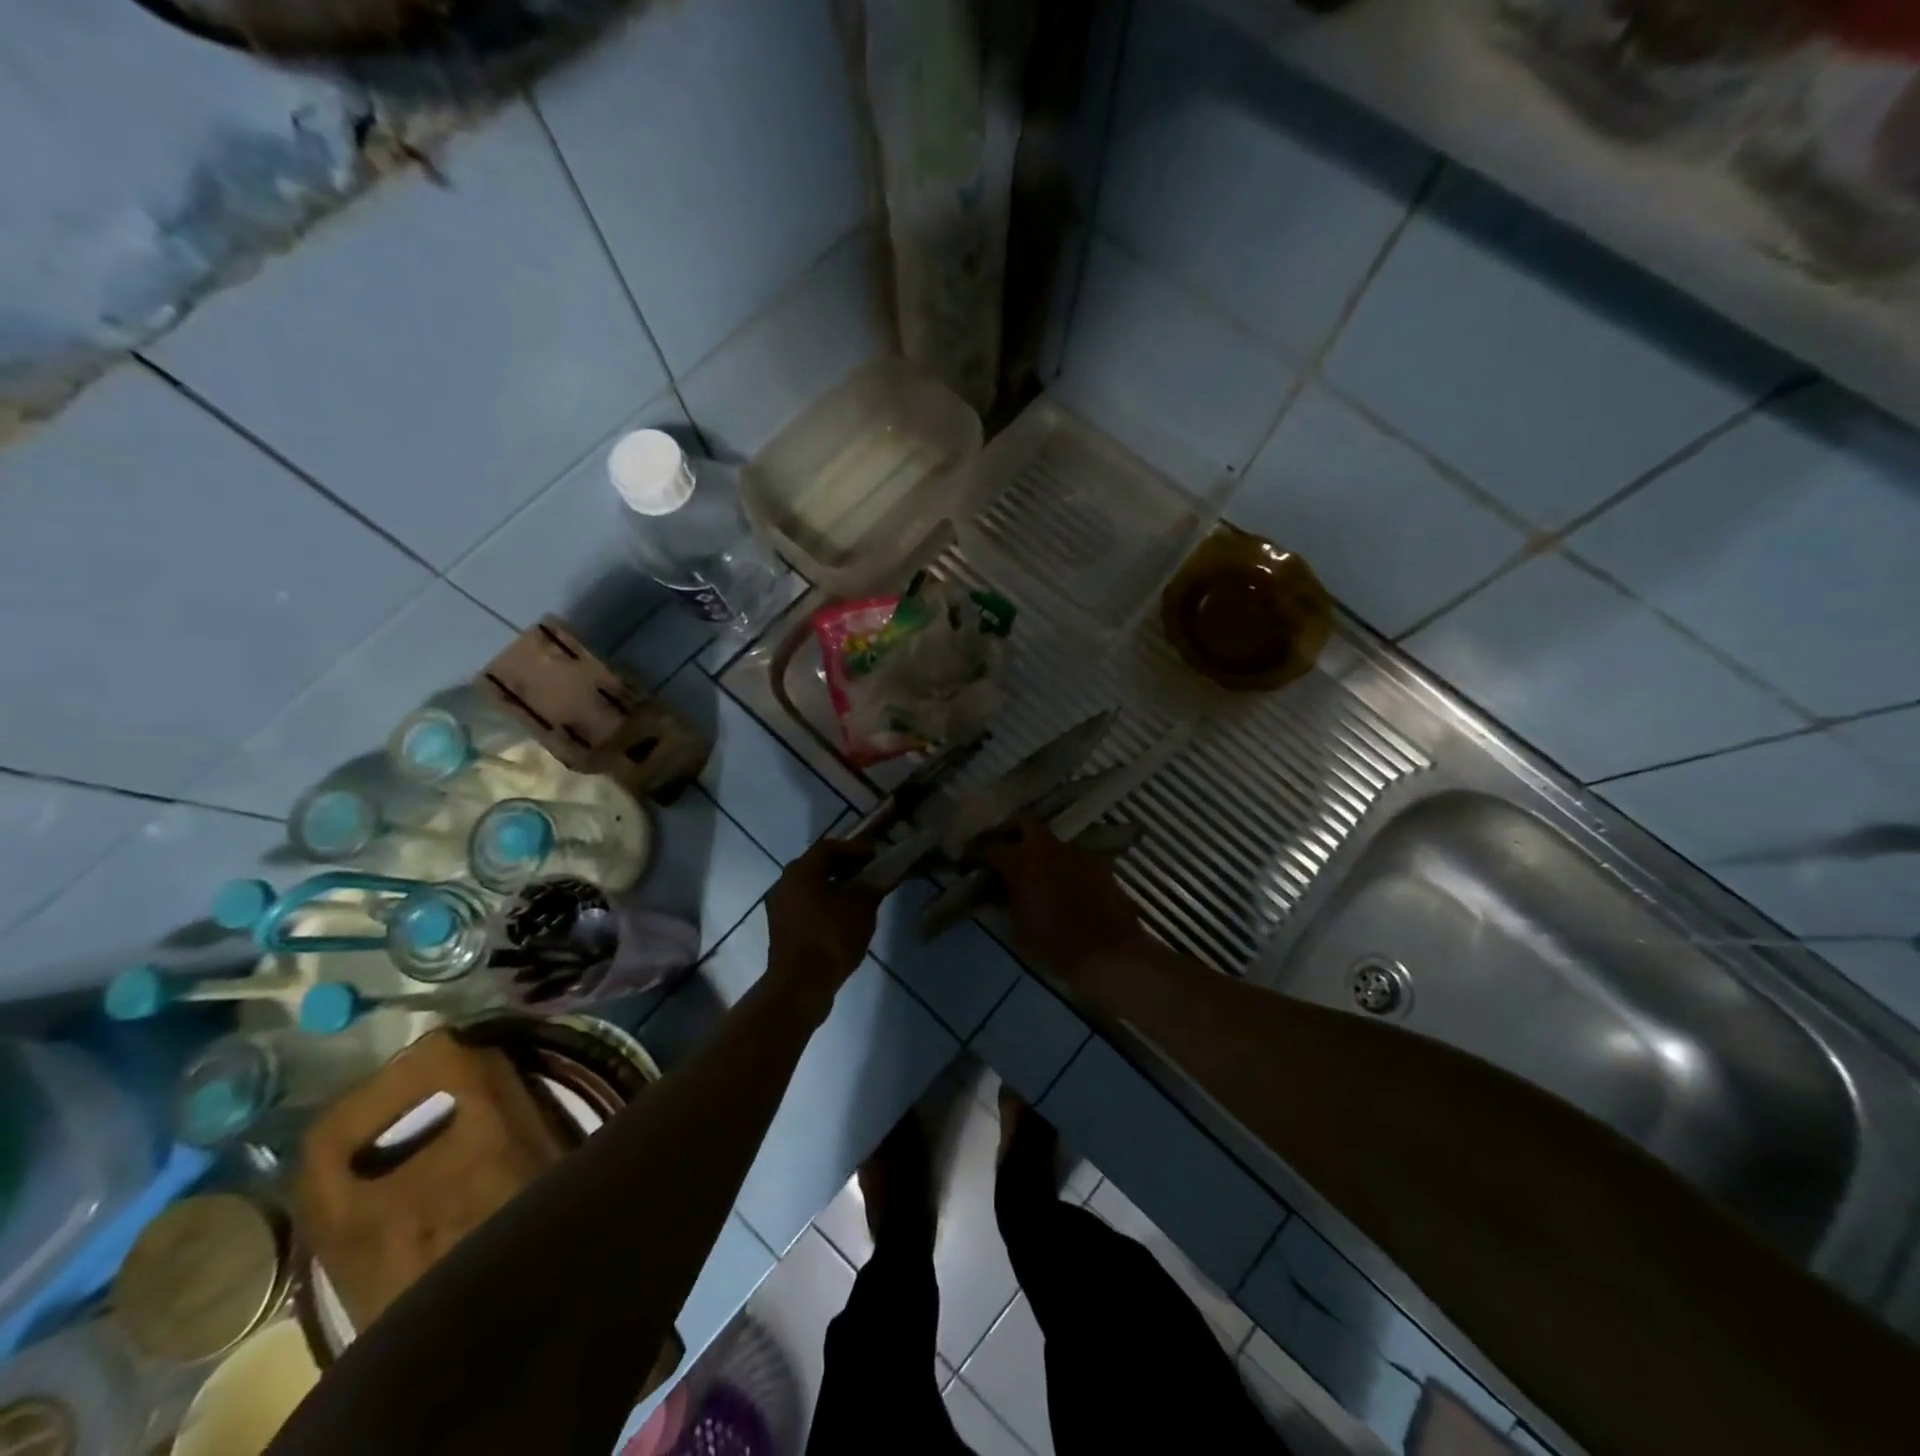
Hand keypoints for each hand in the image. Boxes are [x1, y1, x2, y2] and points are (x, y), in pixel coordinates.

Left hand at [765, 838, 880, 997]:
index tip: (875, 854)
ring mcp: (779, 906)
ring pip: (810, 886)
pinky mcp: (781, 928)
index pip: (829, 847)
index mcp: (801, 871)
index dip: (854, 848)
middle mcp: (784, 883)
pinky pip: (805, 904)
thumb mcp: (861, 909)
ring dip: (834, 885)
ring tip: (860, 893)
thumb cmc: (831, 938)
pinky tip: (844, 914)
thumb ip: (872, 886)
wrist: (800, 985)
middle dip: (844, 866)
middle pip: (817, 865)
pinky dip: (824, 902)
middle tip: (868, 870)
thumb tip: (879, 877)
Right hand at [980, 819, 1152, 984]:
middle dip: (1013, 830)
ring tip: (1039, 869)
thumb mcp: (1017, 927)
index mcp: (1021, 862)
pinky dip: (1066, 865)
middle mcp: (1048, 848)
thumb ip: (1005, 901)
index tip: (972, 860)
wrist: (1107, 953)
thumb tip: (999, 891)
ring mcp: (1077, 852)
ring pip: (1053, 840)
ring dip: (1042, 850)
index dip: (979, 853)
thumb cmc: (1053, 944)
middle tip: (1007, 847)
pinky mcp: (1100, 863)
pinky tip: (1066, 882)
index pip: (991, 848)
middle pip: (1025, 821)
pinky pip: (1075, 857)